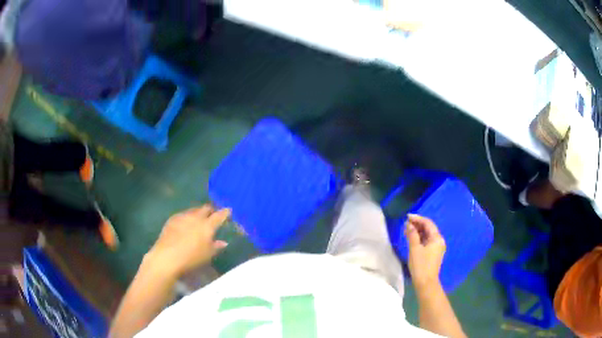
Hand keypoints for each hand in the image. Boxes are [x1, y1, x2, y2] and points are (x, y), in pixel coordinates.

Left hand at [144, 205, 229, 277]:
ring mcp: (183, 216)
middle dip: (210, 210)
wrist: (167, 256)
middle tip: (212, 215)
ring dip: (198, 213)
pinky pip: (183, 214)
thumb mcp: (207, 255)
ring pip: (193, 210)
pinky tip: (185, 224)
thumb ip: (216, 246)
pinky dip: (187, 217)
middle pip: (205, 208)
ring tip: (198, 219)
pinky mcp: (172, 219)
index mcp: (207, 226)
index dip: (224, 212)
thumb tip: (223, 242)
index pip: (219, 216)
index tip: (228, 210)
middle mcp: (196, 217)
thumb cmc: (191, 258)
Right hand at [405, 214, 445, 288]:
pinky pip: (427, 241)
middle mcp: (439, 241)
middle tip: (405, 223)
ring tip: (407, 230)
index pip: (428, 223)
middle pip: (428, 228)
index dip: (417, 218)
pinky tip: (412, 238)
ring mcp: (437, 247)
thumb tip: (409, 224)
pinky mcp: (433, 253)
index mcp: (437, 238)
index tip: (407, 217)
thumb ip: (412, 234)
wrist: (426, 283)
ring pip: (427, 235)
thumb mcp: (414, 248)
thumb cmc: (420, 265)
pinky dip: (420, 238)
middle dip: (417, 225)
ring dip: (418, 231)